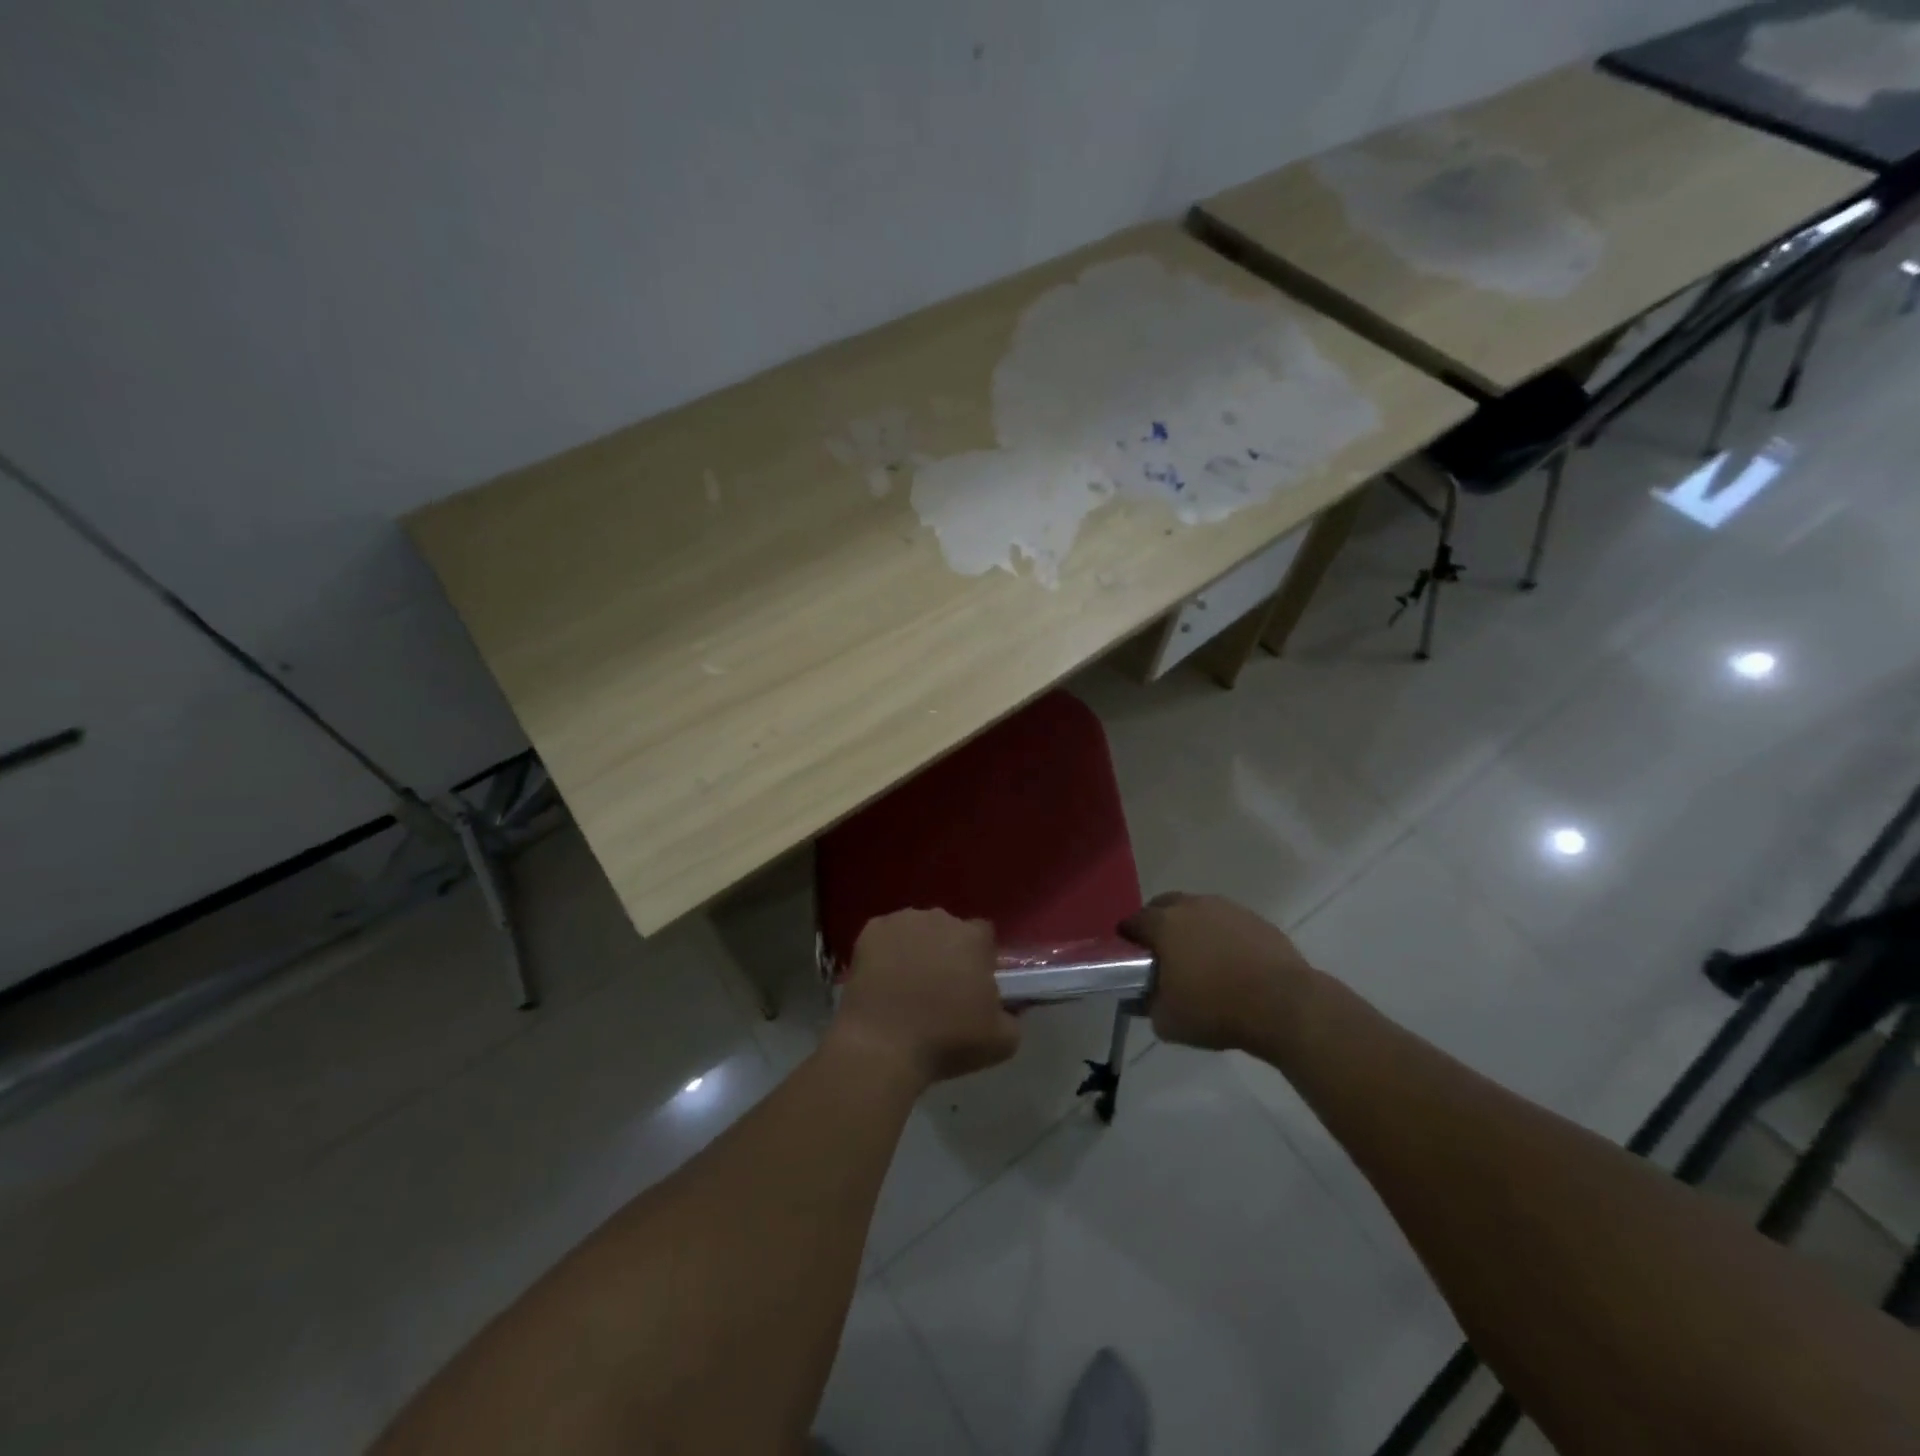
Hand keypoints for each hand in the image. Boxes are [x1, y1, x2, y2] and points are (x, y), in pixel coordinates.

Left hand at [832, 909, 1020, 1085]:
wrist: (882, 1046)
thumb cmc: (946, 1041)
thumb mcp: (1001, 1041)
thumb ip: (1014, 1017)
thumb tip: (1011, 1009)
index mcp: (973, 938)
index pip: (984, 936)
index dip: (980, 958)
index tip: (972, 983)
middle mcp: (939, 918)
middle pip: (949, 930)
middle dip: (947, 952)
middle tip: (939, 988)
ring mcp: (902, 921)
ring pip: (916, 930)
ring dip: (916, 949)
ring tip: (906, 986)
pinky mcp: (870, 931)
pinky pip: (885, 936)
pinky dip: (885, 952)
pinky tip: (882, 980)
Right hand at [1119, 892, 1316, 1052]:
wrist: (1285, 1005)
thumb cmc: (1217, 1009)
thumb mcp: (1168, 1021)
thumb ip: (1148, 1005)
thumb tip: (1144, 998)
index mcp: (1164, 924)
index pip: (1133, 922)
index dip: (1127, 939)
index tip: (1129, 958)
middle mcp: (1192, 906)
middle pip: (1164, 906)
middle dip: (1158, 925)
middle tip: (1162, 955)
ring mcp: (1227, 909)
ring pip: (1198, 911)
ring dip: (1192, 928)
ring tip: (1200, 960)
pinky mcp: (1256, 919)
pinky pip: (1227, 923)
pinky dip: (1222, 936)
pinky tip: (1231, 963)